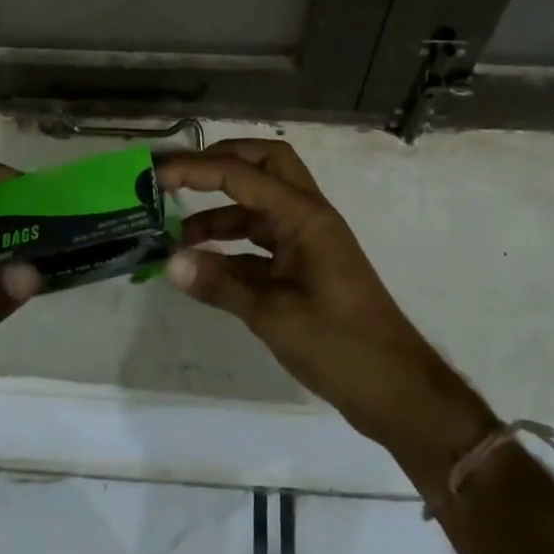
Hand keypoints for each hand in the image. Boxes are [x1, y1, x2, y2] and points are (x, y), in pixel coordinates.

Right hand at [156, 140, 494, 479]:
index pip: (243, 175)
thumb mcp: (274, 316)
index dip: (197, 169)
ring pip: (260, 204)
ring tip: (177, 234)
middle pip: (263, 164)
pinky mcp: (304, 265)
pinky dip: (232, 244)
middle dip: (221, 163)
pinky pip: (262, 240)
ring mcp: (307, 240)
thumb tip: (169, 261)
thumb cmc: (341, 346)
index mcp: (305, 216)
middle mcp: (307, 216)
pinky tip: (204, 264)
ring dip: (221, 210)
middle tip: (180, 178)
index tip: (158, 174)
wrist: (396, 390)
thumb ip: (221, 284)